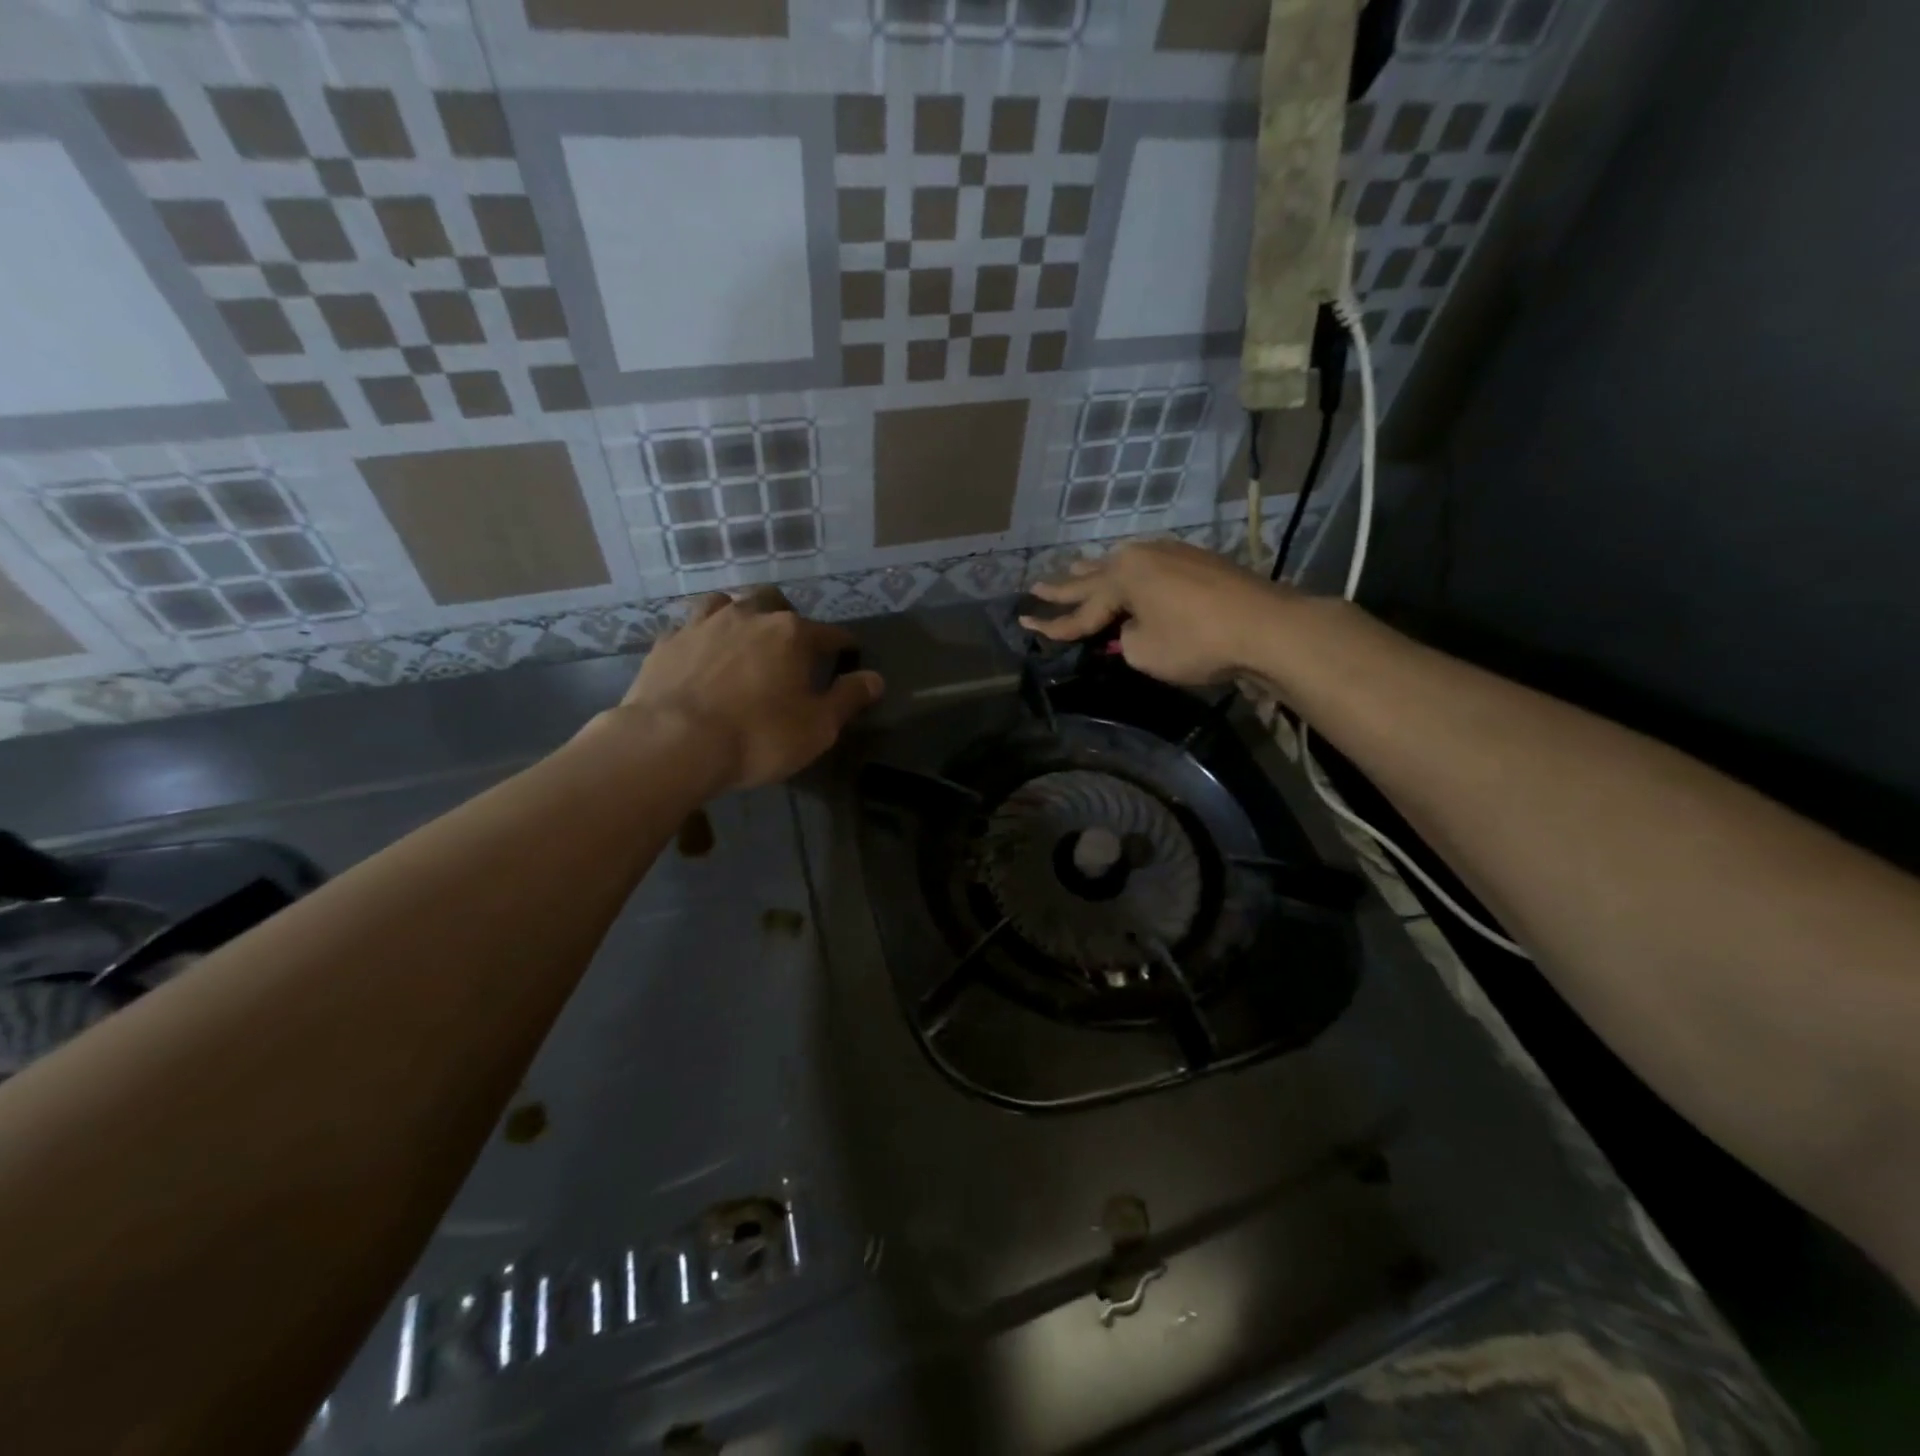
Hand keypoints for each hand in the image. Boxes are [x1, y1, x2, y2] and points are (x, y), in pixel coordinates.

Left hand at [615, 591, 884, 791]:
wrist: (672, 743)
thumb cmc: (757, 736)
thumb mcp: (817, 727)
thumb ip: (848, 698)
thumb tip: (875, 678)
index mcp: (791, 634)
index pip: (829, 633)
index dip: (843, 645)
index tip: (850, 654)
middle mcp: (748, 616)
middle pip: (774, 602)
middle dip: (786, 618)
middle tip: (789, 645)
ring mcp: (702, 624)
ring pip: (726, 603)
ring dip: (739, 616)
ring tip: (742, 639)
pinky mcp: (667, 643)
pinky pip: (689, 627)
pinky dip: (701, 637)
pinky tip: (700, 655)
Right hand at [1021, 539, 1288, 686]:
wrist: (1266, 626)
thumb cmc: (1197, 642)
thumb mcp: (1145, 652)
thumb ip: (1125, 640)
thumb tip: (1130, 630)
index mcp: (1122, 577)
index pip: (1080, 610)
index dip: (1053, 624)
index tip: (1025, 622)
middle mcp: (1141, 557)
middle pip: (1093, 577)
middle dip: (1064, 587)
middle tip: (1036, 587)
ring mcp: (1170, 555)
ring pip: (1120, 565)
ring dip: (1094, 572)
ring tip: (1072, 569)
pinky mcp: (1195, 562)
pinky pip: (1147, 567)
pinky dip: (1128, 574)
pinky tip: (1126, 571)